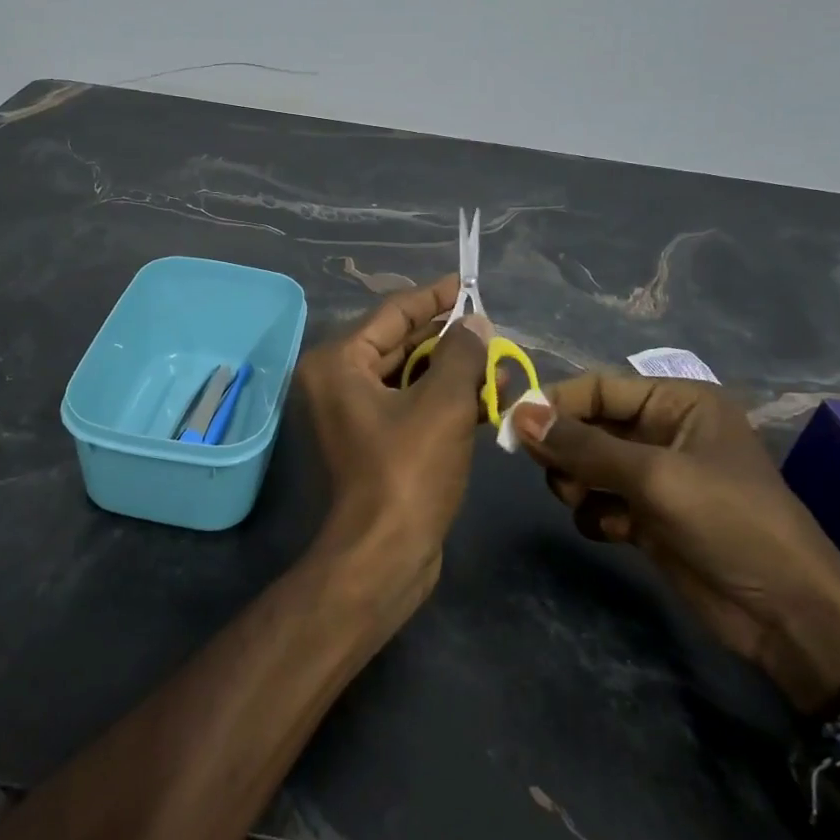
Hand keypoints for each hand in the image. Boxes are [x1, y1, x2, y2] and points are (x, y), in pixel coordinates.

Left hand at [295, 276, 489, 608]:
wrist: (384, 555)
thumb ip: (461, 353)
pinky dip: (446, 400)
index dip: (433, 297)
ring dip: (454, 372)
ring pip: (410, 377)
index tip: (466, 283)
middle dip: (449, 339)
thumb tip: (476, 322)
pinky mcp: (374, 442)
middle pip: (400, 344)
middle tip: (491, 328)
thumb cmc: (407, 471)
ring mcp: (354, 414)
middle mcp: (337, 381)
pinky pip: (412, 405)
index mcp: (338, 362)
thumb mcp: (442, 404)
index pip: (391, 314)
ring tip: (501, 363)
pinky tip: (490, 397)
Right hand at [510, 374, 839, 710]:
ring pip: (586, 464)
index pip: (599, 388)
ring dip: (576, 483)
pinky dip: (595, 513)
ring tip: (583, 502)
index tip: (513, 425)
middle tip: (549, 471)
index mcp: (678, 402)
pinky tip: (615, 531)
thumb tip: (518, 414)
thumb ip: (583, 446)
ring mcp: (656, 476)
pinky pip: (598, 500)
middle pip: (588, 425)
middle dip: (565, 449)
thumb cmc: (730, 522)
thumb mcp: (654, 476)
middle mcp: (663, 431)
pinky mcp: (648, 515)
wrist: (787, 615)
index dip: (555, 403)